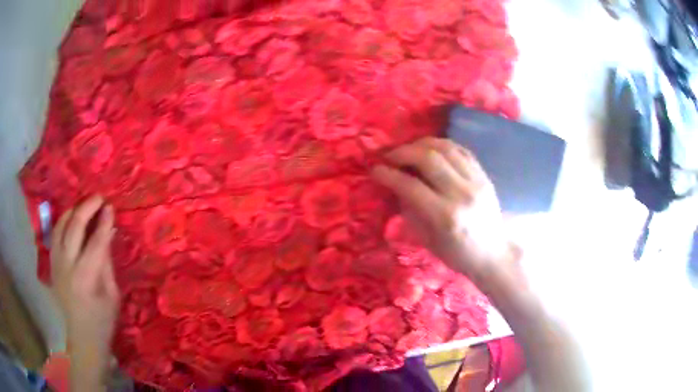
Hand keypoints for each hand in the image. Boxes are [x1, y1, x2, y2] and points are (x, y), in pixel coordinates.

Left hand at [50, 195, 118, 377]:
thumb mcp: (112, 294)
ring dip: (72, 211)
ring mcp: (56, 264)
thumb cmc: (103, 320)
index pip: (96, 241)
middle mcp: (67, 266)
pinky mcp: (51, 265)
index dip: (104, 222)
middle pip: (74, 226)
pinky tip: (71, 221)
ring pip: (60, 226)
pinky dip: (63, 223)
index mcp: (86, 278)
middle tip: (98, 198)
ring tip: (84, 206)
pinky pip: (55, 235)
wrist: (83, 337)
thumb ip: (106, 261)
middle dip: (86, 207)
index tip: (110, 206)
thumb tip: (108, 232)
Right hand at [371, 138, 512, 282]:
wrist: (494, 254)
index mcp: (445, 217)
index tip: (375, 170)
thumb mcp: (428, 241)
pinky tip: (432, 149)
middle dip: (403, 152)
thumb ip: (411, 212)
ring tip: (409, 149)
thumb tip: (395, 187)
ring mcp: (476, 181)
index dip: (388, 175)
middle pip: (428, 158)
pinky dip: (442, 145)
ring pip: (446, 148)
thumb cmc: (458, 255)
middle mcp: (461, 194)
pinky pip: (461, 150)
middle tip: (390, 156)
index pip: (410, 186)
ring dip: (422, 144)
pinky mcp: (484, 175)